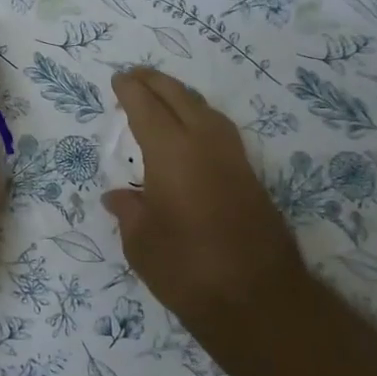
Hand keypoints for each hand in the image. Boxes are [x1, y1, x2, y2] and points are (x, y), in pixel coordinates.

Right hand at [103, 68, 311, 334]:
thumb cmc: (186, 268)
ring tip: (163, 96)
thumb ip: (129, 212)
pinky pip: (221, 131)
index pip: (147, 108)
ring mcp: (233, 160)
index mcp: (171, 153)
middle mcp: (205, 145)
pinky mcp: (251, 178)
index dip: (131, 91)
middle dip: (157, 83)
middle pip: (180, 99)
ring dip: (182, 97)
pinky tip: (193, 131)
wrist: (257, 300)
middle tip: (137, 75)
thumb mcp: (141, 242)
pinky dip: (201, 118)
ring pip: (207, 111)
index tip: (119, 79)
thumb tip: (119, 197)